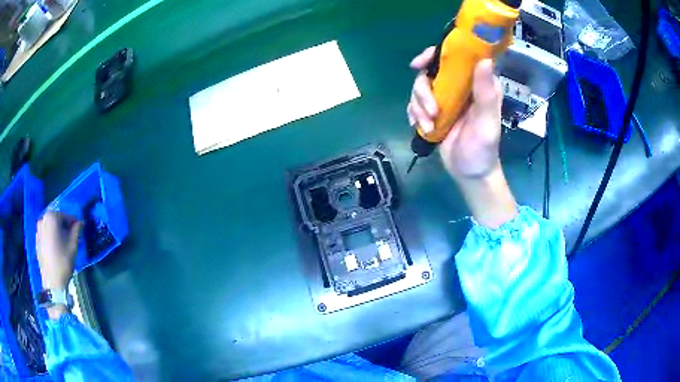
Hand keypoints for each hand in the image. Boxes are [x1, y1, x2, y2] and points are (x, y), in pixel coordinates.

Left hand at [36, 212, 82, 290]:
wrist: (52, 281)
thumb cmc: (63, 261)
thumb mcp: (73, 245)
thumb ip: (77, 230)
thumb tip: (81, 222)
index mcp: (51, 217)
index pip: (65, 216)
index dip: (73, 223)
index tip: (78, 231)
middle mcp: (43, 219)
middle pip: (56, 220)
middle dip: (63, 227)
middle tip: (70, 238)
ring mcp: (38, 230)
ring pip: (50, 227)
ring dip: (56, 232)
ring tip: (62, 244)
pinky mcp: (36, 240)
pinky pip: (45, 235)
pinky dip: (50, 238)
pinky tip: (55, 249)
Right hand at [407, 47, 515, 227]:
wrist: (469, 174)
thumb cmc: (483, 149)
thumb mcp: (486, 121)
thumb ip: (486, 92)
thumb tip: (484, 60)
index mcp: (477, 83)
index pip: (457, 57)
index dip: (438, 53)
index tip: (421, 63)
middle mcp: (460, 86)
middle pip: (431, 71)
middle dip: (424, 90)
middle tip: (431, 110)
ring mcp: (445, 98)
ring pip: (420, 87)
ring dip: (419, 106)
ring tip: (429, 126)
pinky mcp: (433, 111)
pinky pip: (415, 103)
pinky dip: (415, 114)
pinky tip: (422, 127)